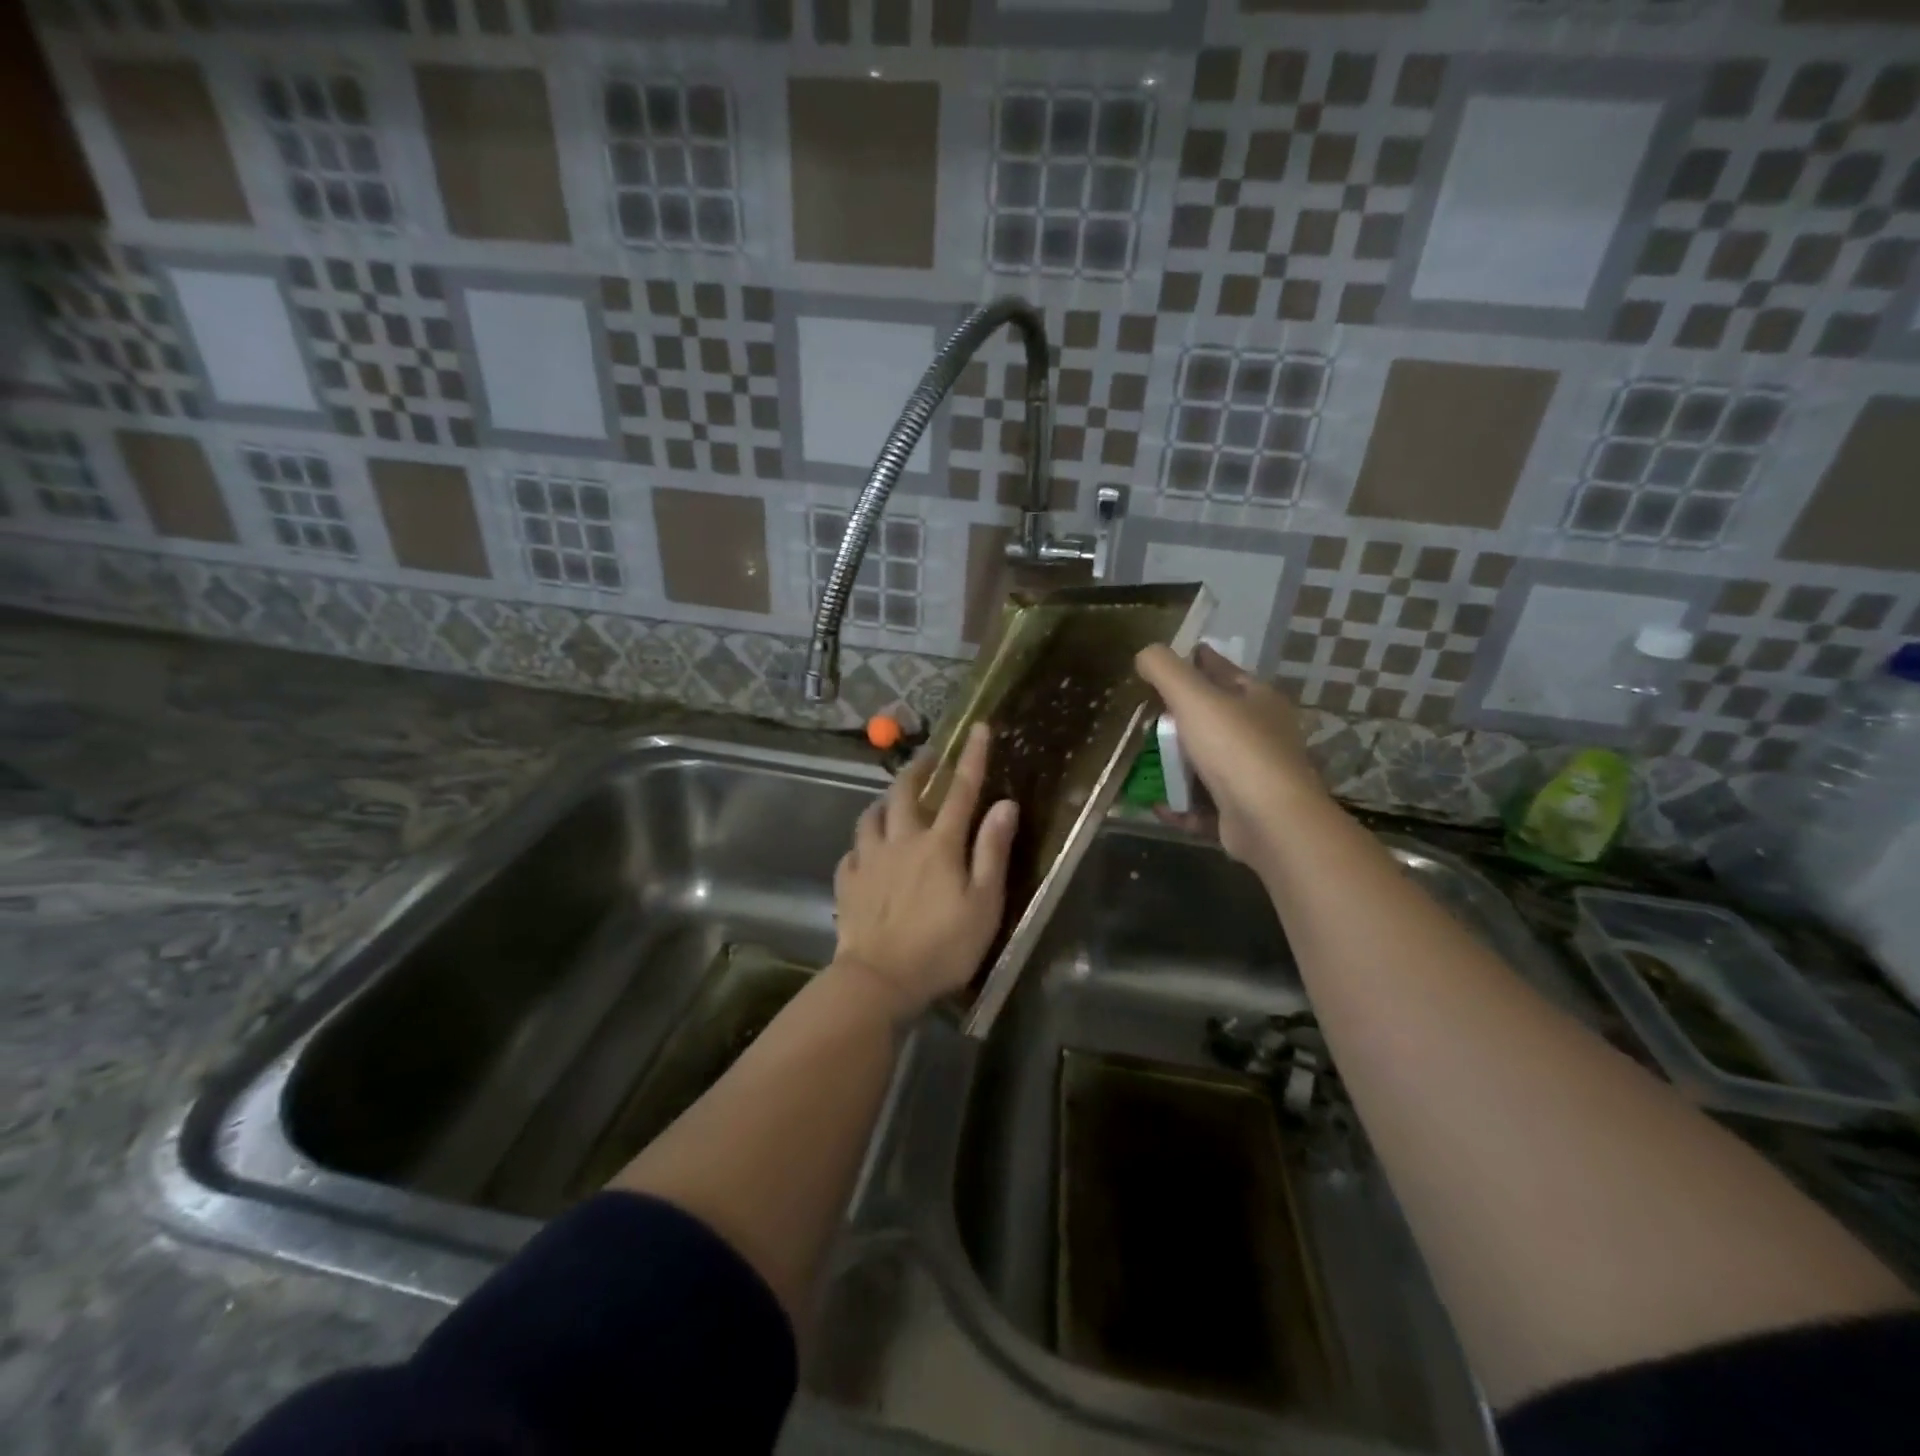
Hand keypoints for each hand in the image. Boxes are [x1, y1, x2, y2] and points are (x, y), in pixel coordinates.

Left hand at [832, 722, 1018, 1019]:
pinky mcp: (847, 882)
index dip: (972, 757)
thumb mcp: (983, 904)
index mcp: (939, 844)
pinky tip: (865, 851)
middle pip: (904, 792)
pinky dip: (862, 844)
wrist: (879, 980)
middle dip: (917, 768)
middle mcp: (901, 840)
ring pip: (871, 815)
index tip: (978, 728)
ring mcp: (868, 860)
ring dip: (884, 801)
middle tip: (928, 758)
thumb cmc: (942, 946)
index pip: (961, 791)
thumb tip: (1005, 804)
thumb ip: (992, 851)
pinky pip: (852, 851)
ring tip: (892, 800)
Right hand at [1135, 644, 1328, 866]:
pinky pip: (1203, 804)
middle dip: (1181, 717)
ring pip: (1208, 764)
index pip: (1224, 671)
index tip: (1173, 659)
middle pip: (1214, 719)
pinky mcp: (1242, 813)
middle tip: (1146, 714)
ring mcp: (1253, 777)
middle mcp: (1261, 735)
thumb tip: (1145, 654)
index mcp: (1258, 700)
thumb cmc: (1235, 749)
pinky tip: (1156, 804)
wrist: (1270, 821)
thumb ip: (1165, 670)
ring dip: (1177, 765)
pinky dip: (1180, 804)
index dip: (1199, 661)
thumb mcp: (1194, 697)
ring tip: (1143, 761)